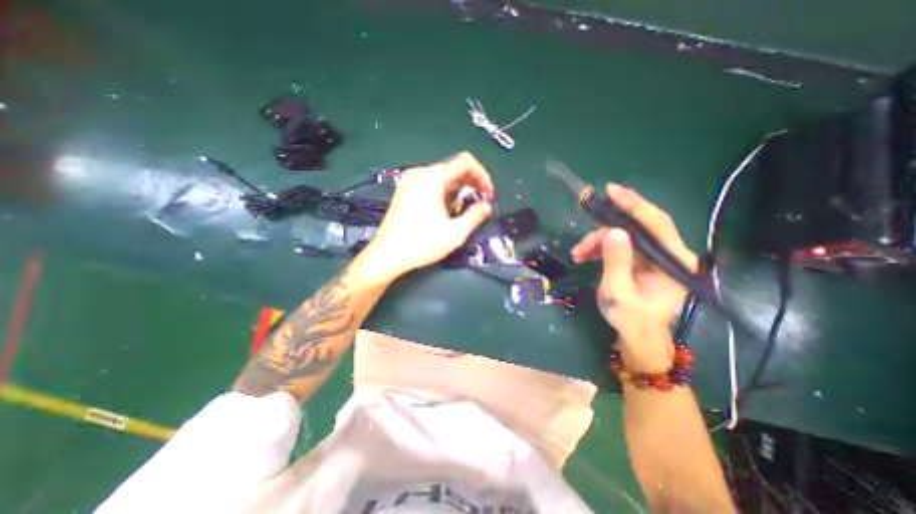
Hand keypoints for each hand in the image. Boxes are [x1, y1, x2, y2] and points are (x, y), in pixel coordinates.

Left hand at [362, 151, 496, 281]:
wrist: (387, 256)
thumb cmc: (422, 244)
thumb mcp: (455, 233)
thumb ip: (475, 216)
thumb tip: (487, 206)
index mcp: (432, 178)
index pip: (465, 162)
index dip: (482, 175)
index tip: (488, 195)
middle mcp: (420, 173)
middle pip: (453, 167)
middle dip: (472, 182)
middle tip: (481, 202)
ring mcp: (409, 181)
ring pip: (442, 176)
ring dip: (459, 188)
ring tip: (465, 207)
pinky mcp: (404, 191)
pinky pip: (430, 183)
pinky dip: (445, 191)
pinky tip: (447, 208)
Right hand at [571, 185, 699, 372]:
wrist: (637, 335)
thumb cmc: (631, 319)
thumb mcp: (619, 292)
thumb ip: (617, 262)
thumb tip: (613, 231)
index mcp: (672, 261)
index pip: (655, 223)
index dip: (633, 204)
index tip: (611, 192)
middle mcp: (668, 253)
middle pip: (636, 228)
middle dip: (604, 231)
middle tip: (581, 244)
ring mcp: (654, 256)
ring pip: (624, 236)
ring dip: (598, 242)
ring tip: (578, 255)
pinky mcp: (642, 260)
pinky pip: (620, 245)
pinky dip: (601, 247)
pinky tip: (585, 255)